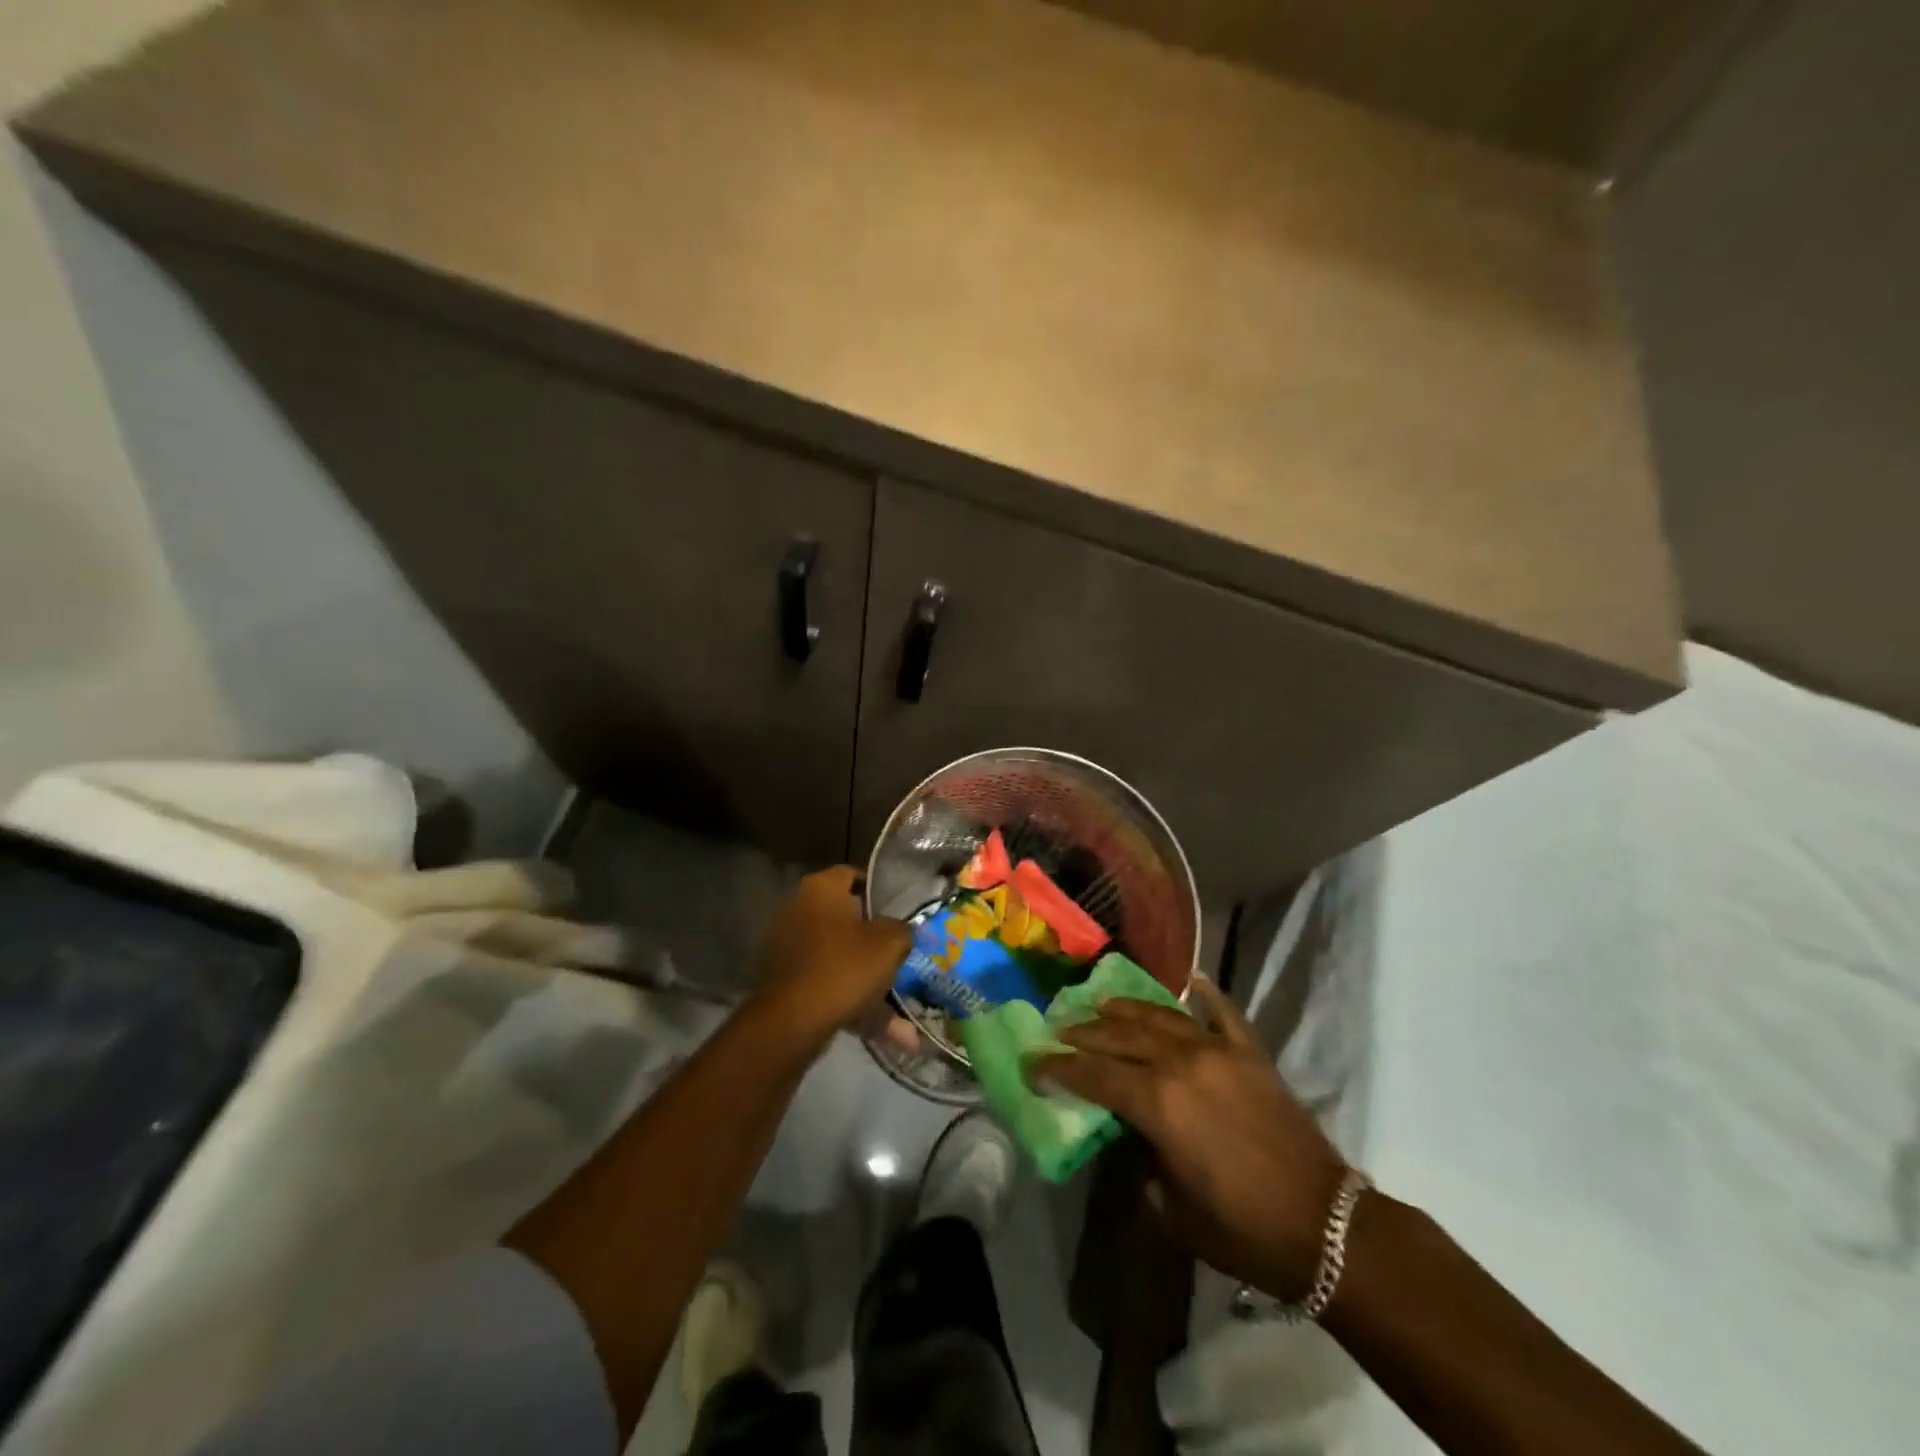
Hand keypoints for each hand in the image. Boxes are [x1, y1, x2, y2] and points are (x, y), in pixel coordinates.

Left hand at [753, 866, 911, 1038]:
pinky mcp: (782, 977)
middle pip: (843, 916)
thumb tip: (905, 929)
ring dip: (863, 973)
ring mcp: (786, 943)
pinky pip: (824, 979)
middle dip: (870, 935)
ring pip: (836, 954)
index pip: (853, 874)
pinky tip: (874, 1023)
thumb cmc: (844, 966)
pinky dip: (847, 996)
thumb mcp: (889, 944)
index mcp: (821, 888)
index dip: (878, 890)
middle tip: (896, 949)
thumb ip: (902, 930)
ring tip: (892, 998)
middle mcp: (798, 907)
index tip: (897, 909)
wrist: (792, 1020)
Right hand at [1031, 976, 1348, 1299]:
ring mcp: (1219, 1050)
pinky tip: (1190, 979)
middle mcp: (1181, 1061)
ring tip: (1098, 1004)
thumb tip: (1130, 1137)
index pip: (1093, 1073)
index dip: (1058, 1067)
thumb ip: (1141, 1162)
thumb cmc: (1242, 1229)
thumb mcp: (1172, 1209)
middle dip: (1082, 1032)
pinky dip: (1204, 994)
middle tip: (1056, 1028)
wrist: (1326, 1227)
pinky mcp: (1251, 1053)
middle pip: (1119, 1035)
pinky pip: (1223, 1012)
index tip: (1032, 1061)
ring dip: (1124, 1009)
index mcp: (1158, 1102)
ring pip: (1159, 1016)